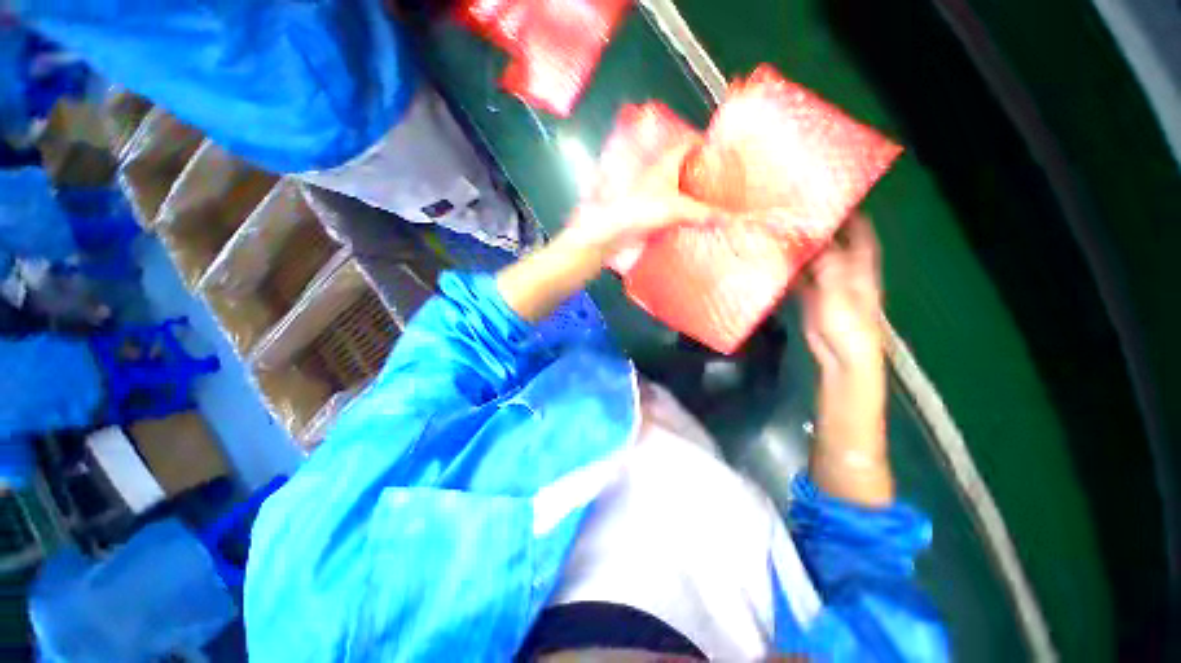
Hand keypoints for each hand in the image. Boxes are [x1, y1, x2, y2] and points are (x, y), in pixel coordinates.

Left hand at [560, 142, 714, 262]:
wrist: (611, 233)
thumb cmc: (639, 210)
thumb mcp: (676, 209)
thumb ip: (703, 214)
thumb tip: (731, 219)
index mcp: (666, 164)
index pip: (688, 144)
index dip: (704, 143)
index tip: (722, 151)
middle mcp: (659, 176)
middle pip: (685, 168)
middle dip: (703, 172)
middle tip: (724, 181)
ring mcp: (654, 195)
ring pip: (678, 189)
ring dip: (693, 194)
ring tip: (715, 200)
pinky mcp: (650, 213)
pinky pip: (672, 209)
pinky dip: (684, 212)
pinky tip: (694, 221)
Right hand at [802, 214, 892, 505]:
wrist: (842, 358)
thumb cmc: (849, 325)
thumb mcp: (841, 290)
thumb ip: (828, 262)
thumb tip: (812, 234)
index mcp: (861, 263)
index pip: (858, 227)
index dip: (847, 207)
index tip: (825, 190)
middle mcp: (845, 267)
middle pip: (832, 238)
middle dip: (815, 223)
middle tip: (789, 208)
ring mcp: (827, 282)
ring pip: (812, 257)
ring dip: (798, 245)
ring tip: (776, 229)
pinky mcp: (811, 296)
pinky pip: (799, 276)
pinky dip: (788, 268)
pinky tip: (772, 260)